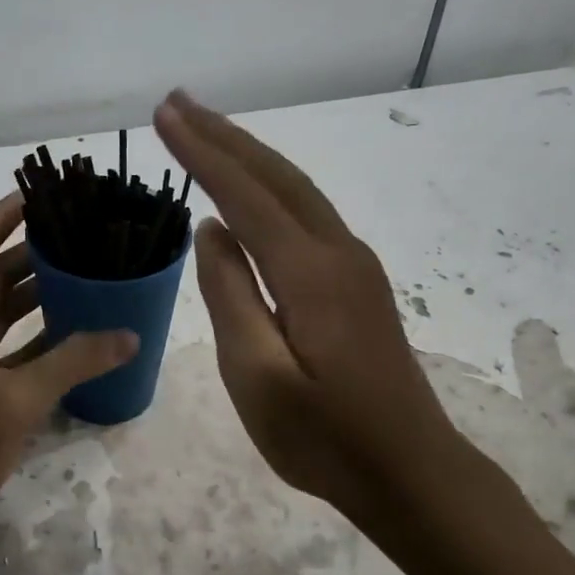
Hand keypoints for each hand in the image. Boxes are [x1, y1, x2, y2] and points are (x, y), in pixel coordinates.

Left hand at [0, 193, 137, 562]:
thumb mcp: (16, 399)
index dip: (0, 217)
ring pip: (6, 314)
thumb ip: (72, 363)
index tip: (37, 194)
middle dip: (31, 253)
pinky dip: (42, 338)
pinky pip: (15, 349)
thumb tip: (129, 333)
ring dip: (39, 295)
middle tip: (79, 236)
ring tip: (86, 277)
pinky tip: (77, 336)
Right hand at [153, 90, 459, 528]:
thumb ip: (230, 296)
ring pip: (297, 191)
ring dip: (249, 155)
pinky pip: (307, 216)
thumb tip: (211, 231)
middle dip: (225, 136)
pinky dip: (271, 188)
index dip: (201, 153)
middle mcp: (338, 252)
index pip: (244, 195)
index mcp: (310, 273)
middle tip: (177, 103)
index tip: (163, 116)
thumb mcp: (257, 376)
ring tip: (205, 132)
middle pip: (277, 176)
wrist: (410, 471)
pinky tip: (250, 193)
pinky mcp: (358, 283)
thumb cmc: (325, 438)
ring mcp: (355, 266)